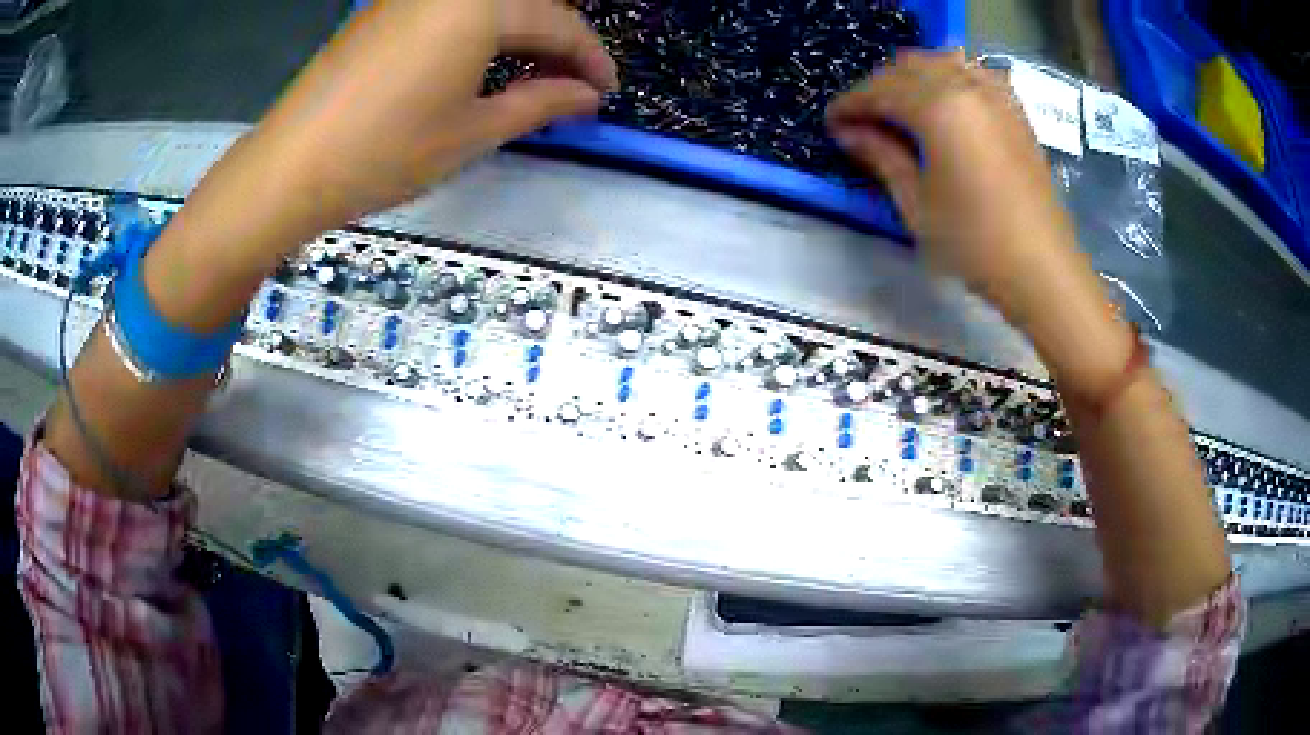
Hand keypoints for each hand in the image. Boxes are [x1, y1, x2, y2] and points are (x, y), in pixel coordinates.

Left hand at [252, 0, 617, 231]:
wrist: (289, 167)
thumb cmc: (385, 152)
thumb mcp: (473, 132)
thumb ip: (540, 103)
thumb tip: (587, 96)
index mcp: (480, 4)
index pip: (558, 23)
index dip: (590, 59)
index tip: (606, 92)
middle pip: (525, 5)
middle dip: (558, 43)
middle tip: (572, 87)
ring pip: (488, 6)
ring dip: (520, 35)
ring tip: (532, 80)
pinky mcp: (384, 10)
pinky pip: (451, 10)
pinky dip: (480, 32)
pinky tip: (482, 64)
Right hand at [828, 50, 1134, 396]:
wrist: (1042, 268)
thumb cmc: (975, 243)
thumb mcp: (917, 205)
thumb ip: (881, 156)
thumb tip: (849, 131)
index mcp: (939, 108)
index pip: (881, 88)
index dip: (851, 103)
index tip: (832, 122)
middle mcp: (967, 87)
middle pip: (910, 67)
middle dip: (880, 86)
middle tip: (864, 119)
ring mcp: (996, 96)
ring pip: (943, 61)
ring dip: (914, 76)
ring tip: (901, 108)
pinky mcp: (1016, 111)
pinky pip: (974, 74)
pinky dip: (951, 78)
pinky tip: (945, 103)